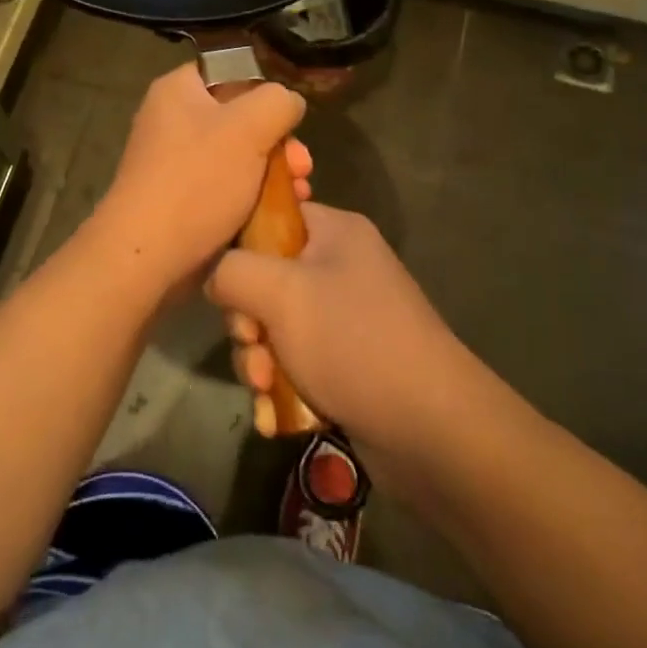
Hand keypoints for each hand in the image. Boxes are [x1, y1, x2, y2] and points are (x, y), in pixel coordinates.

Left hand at [89, 63, 310, 300]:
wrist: (147, 255)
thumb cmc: (197, 180)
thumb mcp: (249, 127)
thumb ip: (278, 102)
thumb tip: (288, 103)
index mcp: (178, 90)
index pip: (229, 72)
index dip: (264, 91)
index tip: (289, 119)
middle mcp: (172, 120)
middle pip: (241, 118)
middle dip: (279, 142)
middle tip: (302, 166)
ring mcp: (176, 162)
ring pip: (239, 156)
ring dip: (274, 172)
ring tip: (300, 193)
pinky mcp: (183, 199)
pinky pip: (227, 186)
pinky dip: (254, 196)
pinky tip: (280, 211)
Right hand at [207, 203, 465, 456]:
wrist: (432, 430)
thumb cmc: (353, 341)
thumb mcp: (281, 293)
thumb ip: (231, 270)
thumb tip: (214, 276)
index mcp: (334, 232)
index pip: (270, 217)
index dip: (239, 248)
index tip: (227, 286)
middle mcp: (340, 267)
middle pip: (265, 279)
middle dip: (248, 322)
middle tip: (253, 346)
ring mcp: (345, 319)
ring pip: (275, 329)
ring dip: (259, 362)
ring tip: (266, 390)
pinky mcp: (347, 364)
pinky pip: (296, 364)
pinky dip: (280, 389)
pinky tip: (274, 418)